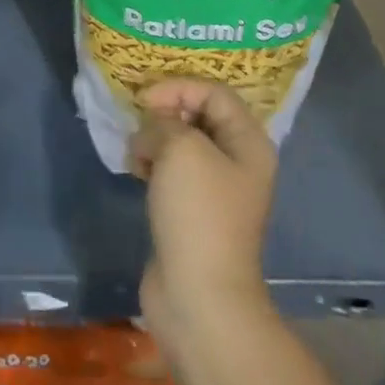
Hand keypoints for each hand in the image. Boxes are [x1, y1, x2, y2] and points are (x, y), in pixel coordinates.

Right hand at [128, 80, 277, 354]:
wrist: (199, 296)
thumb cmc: (198, 213)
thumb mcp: (181, 148)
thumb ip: (164, 121)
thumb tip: (153, 131)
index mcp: (248, 142)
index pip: (214, 92)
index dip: (178, 88)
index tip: (145, 101)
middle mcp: (237, 161)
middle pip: (197, 115)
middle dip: (164, 114)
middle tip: (139, 126)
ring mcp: (215, 188)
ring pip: (180, 143)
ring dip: (154, 140)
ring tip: (136, 155)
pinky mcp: (191, 210)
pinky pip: (171, 170)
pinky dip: (152, 164)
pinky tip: (136, 171)